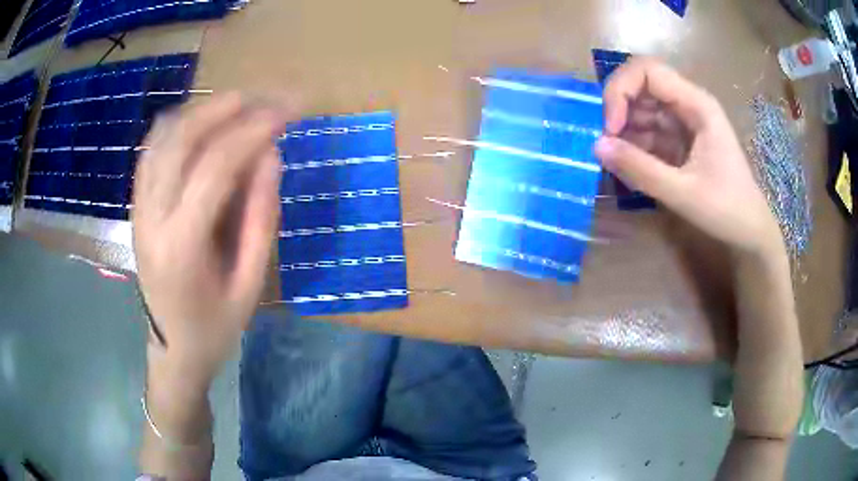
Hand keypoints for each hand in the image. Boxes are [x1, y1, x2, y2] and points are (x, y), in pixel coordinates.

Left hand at [133, 93, 291, 380]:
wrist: (173, 349)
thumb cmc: (215, 326)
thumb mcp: (250, 283)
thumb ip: (261, 217)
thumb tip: (271, 155)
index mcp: (182, 246)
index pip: (216, 166)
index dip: (254, 130)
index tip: (289, 112)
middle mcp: (152, 217)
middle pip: (182, 138)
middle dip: (227, 106)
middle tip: (266, 97)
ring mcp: (138, 208)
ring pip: (162, 137)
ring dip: (202, 109)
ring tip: (239, 104)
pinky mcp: (136, 206)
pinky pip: (152, 150)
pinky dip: (178, 125)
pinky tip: (203, 122)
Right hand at [595, 58, 782, 256]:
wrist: (750, 231)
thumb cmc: (726, 209)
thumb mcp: (683, 193)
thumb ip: (641, 169)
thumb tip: (597, 147)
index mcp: (696, 104)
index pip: (647, 71)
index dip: (621, 90)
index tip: (611, 128)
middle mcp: (688, 104)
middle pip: (641, 85)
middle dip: (618, 109)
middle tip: (607, 144)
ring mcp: (683, 121)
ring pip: (641, 108)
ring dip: (624, 129)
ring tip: (617, 161)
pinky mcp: (679, 139)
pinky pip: (648, 130)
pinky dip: (633, 144)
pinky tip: (629, 166)